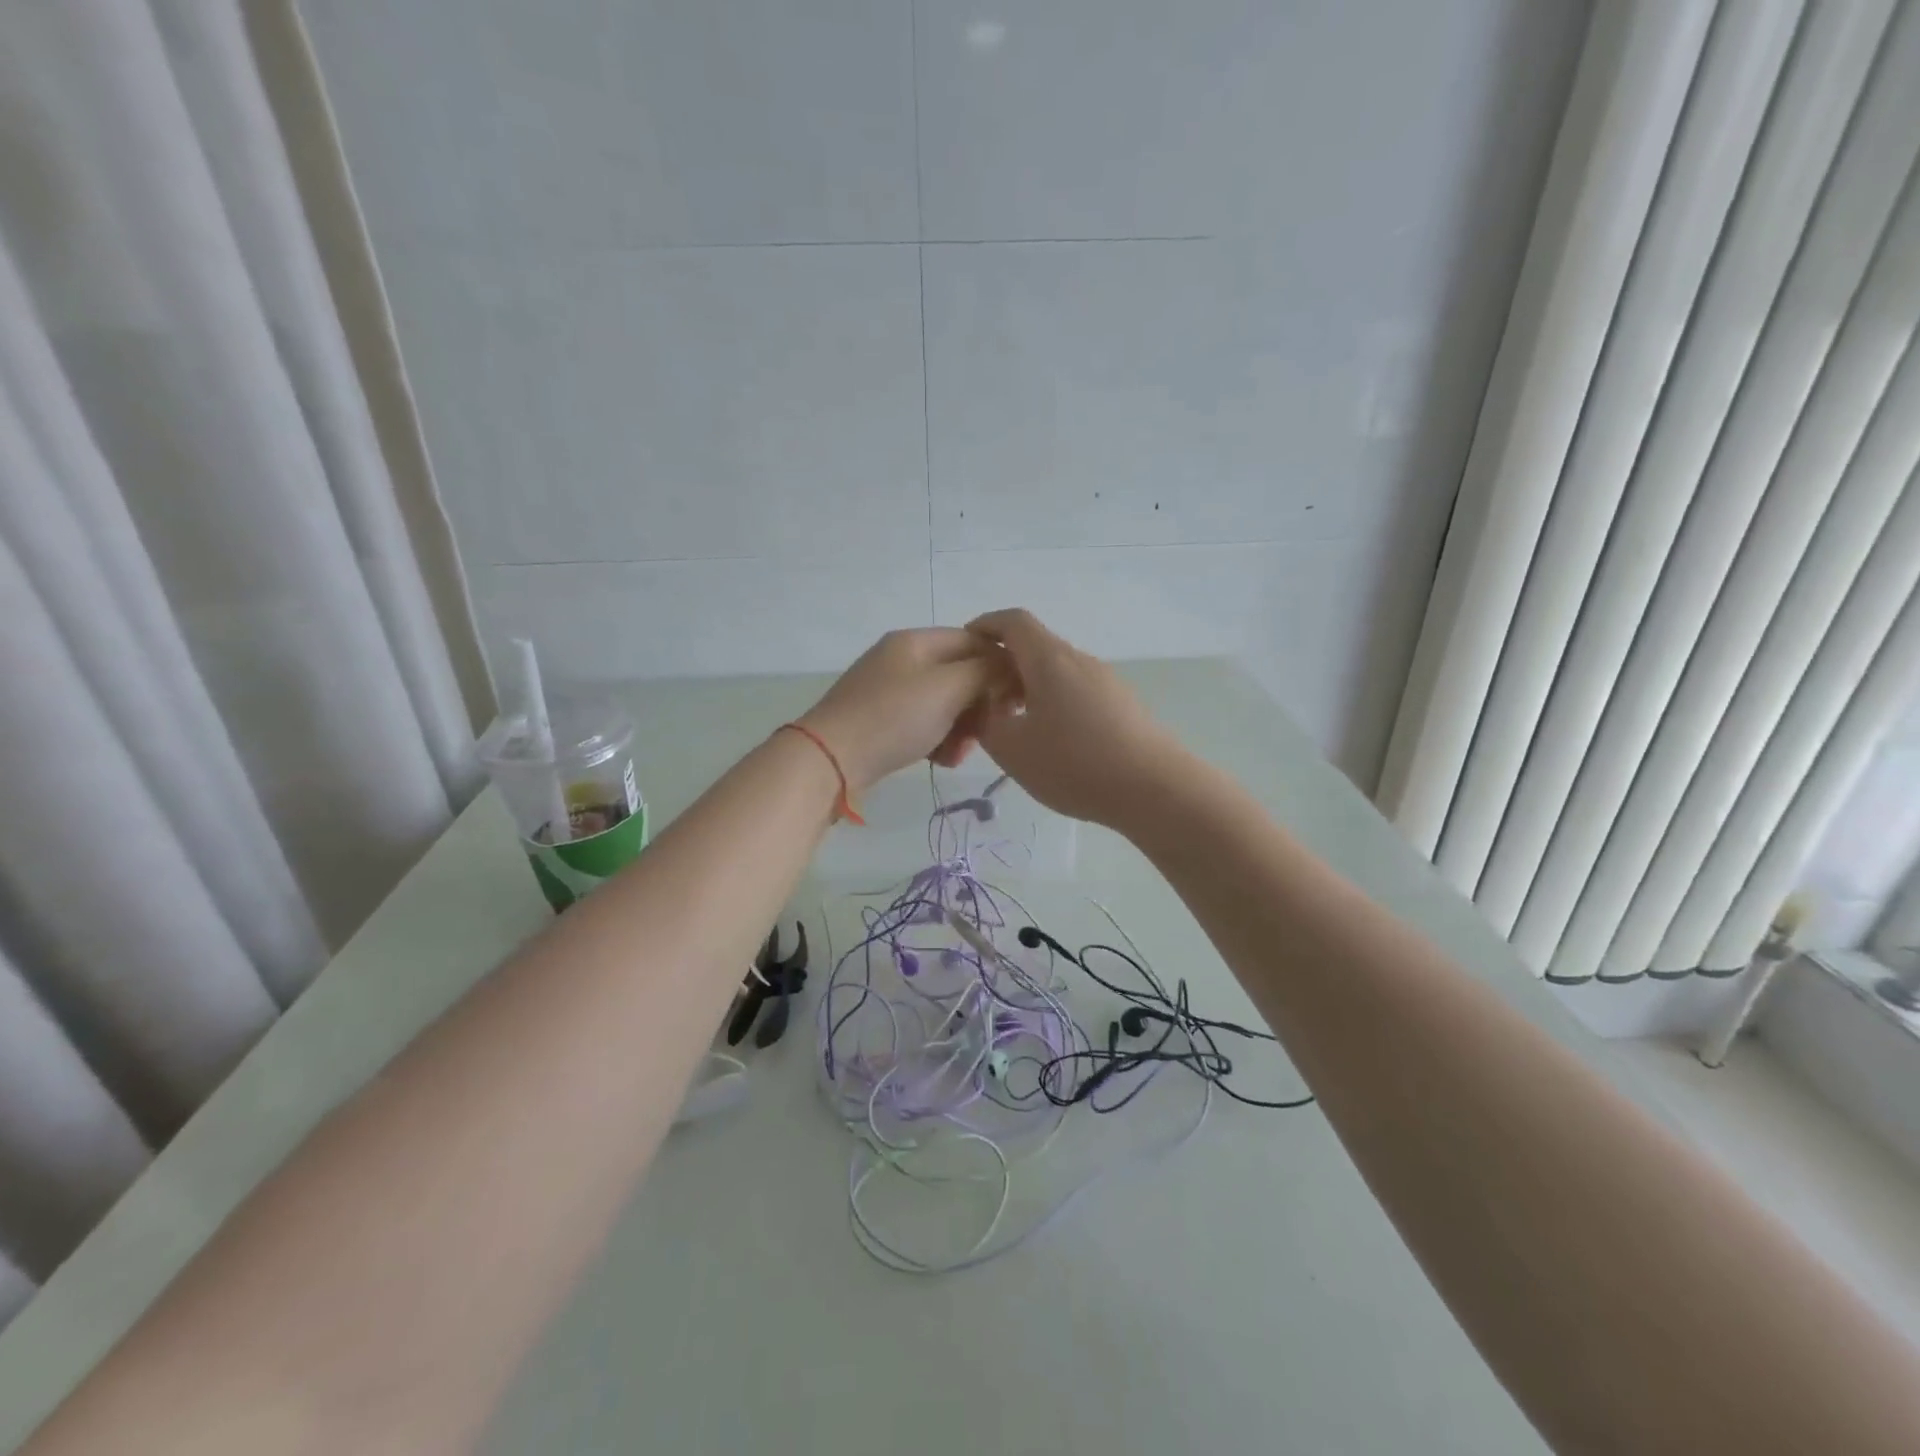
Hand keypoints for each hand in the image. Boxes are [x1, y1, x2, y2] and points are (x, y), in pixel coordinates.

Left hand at [798, 629, 995, 793]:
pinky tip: (940, 761)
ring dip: (961, 728)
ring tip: (959, 754)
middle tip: (986, 733)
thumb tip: (1008, 666)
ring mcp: (888, 691)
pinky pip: (923, 724)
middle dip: (979, 705)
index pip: (975, 641)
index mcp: (917, 641)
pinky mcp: (881, 721)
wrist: (830, 759)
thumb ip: (986, 671)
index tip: (1016, 700)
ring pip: (944, 704)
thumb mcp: (949, 687)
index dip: (1001, 666)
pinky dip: (937, 740)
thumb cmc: (895, 717)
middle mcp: (902, 659)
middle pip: (960, 675)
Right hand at [964, 609, 1179, 827]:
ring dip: (1029, 689)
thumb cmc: (1075, 764)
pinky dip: (1053, 704)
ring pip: (1057, 673)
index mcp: (1049, 660)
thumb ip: (986, 723)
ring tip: (1014, 728)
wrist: (1155, 789)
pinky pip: (1077, 692)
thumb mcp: (1013, 750)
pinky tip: (1052, 743)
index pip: (1012, 622)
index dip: (985, 626)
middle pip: (1035, 648)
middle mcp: (1079, 660)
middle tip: (982, 703)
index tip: (966, 646)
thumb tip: (985, 707)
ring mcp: (1106, 682)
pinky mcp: (1123, 705)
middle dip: (1003, 668)